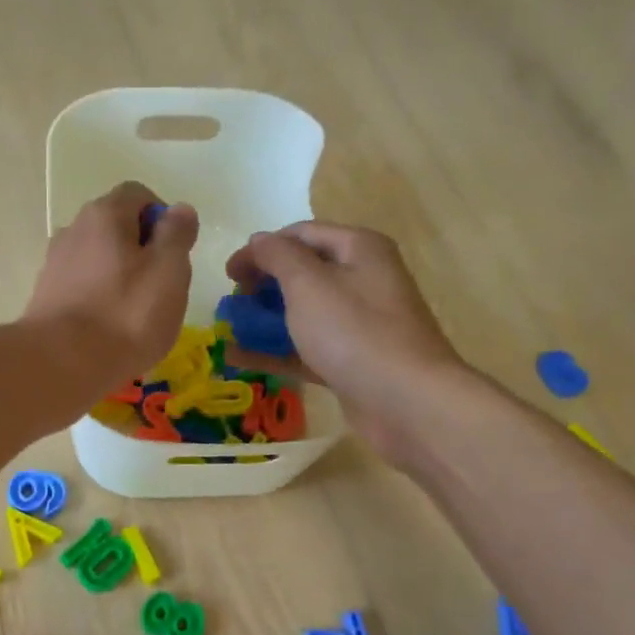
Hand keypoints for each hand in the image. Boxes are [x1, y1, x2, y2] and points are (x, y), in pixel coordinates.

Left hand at [24, 182, 199, 386]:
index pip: (138, 195)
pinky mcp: (44, 297)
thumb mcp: (169, 272)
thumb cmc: (125, 315)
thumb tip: (179, 210)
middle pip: (115, 227)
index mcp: (104, 214)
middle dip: (141, 250)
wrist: (61, 364)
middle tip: (160, 288)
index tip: (175, 254)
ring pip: (97, 259)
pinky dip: (98, 298)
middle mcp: (72, 229)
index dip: (163, 218)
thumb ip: (177, 235)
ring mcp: (54, 264)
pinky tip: (108, 329)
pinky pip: (81, 287)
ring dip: (118, 276)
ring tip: (134, 314)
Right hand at [224, 223, 463, 452]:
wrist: (406, 401)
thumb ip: (277, 256)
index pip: (300, 234)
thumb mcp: (308, 283)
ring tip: (229, 329)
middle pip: (302, 272)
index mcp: (358, 249)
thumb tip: (259, 240)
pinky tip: (239, 357)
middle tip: (232, 303)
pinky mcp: (351, 360)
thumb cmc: (354, 332)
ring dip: (265, 318)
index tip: (228, 273)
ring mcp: (358, 323)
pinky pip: (306, 347)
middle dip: (263, 285)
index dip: (261, 248)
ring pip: (303, 312)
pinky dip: (275, 350)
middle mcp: (362, 279)